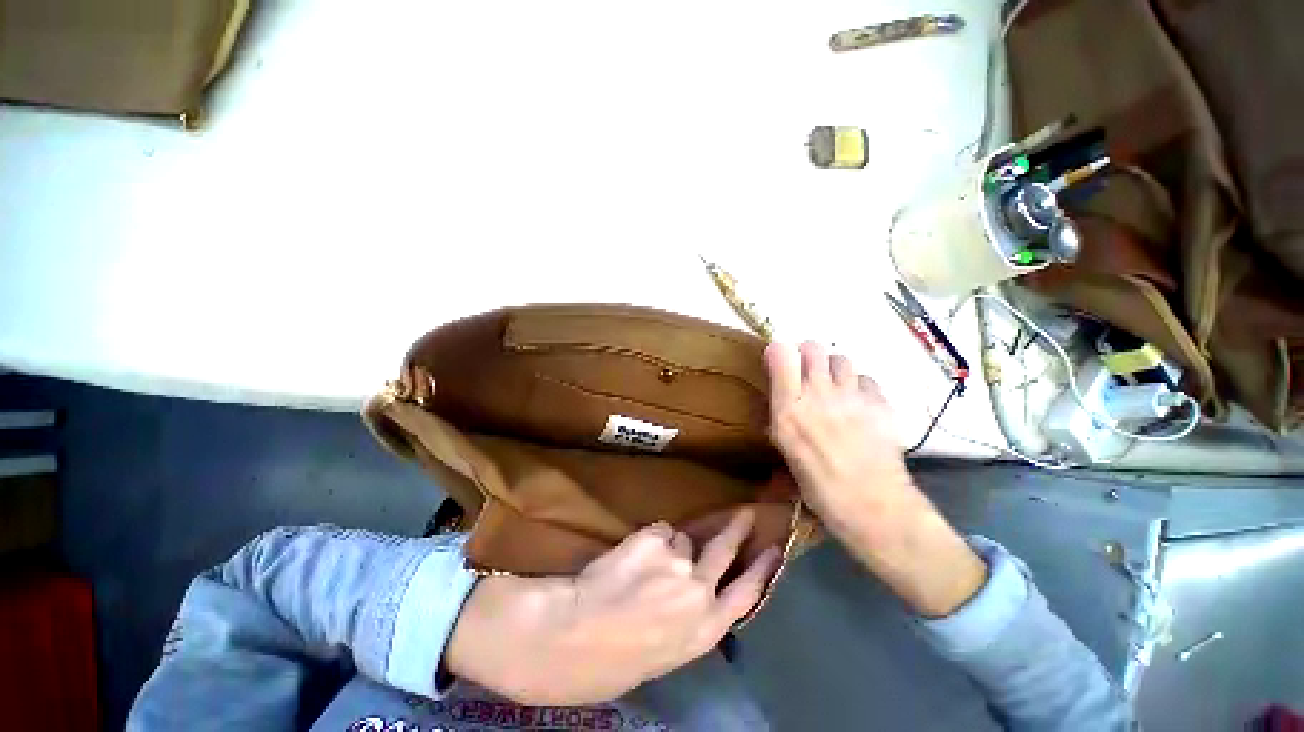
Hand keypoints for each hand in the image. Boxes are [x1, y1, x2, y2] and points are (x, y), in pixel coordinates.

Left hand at [445, 510, 780, 704]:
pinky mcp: (655, 538)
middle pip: (724, 551)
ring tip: (641, 565)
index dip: (762, 570)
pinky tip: (628, 559)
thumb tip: (692, 585)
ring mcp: (678, 562)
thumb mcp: (664, 649)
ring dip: (666, 547)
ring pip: (680, 538)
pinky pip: (657, 531)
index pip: (746, 595)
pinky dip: (647, 540)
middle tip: (745, 513)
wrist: (573, 636)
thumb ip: (685, 616)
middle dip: (736, 530)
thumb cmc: (613, 657)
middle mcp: (699, 593)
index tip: (776, 548)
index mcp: (703, 631)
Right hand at [764, 341, 985, 617]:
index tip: (777, 364)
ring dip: (832, 368)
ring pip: (840, 358)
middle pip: (813, 347)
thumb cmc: (819, 487)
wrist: (873, 506)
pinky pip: (865, 378)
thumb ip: (782, 417)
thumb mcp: (786, 451)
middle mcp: (818, 394)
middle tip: (806, 372)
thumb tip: (782, 399)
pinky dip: (858, 386)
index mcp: (789, 409)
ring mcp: (852, 395)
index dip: (777, 353)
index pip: (780, 353)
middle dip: (806, 354)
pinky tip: (857, 405)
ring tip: (833, 388)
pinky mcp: (879, 402)